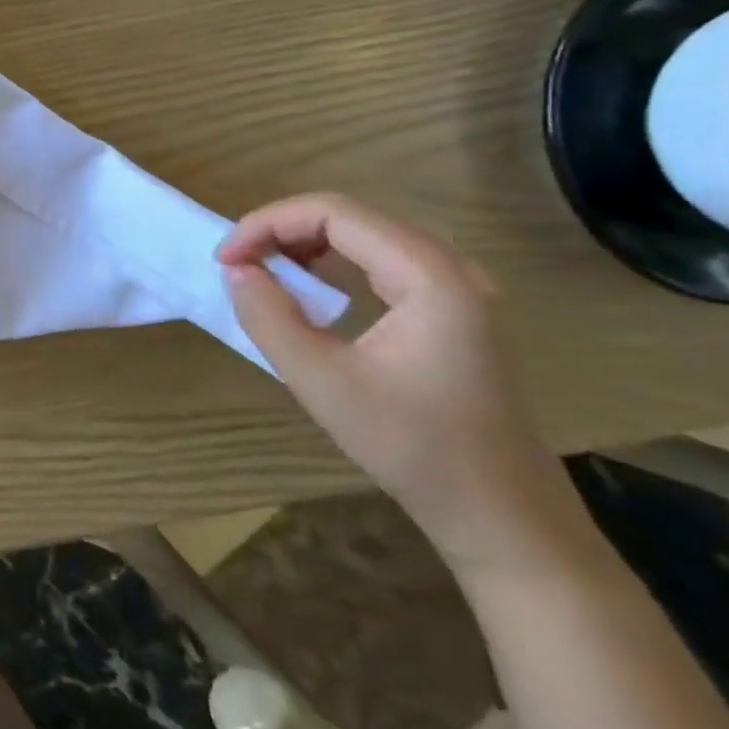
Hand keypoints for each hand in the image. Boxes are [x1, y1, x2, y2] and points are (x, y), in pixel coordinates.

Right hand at [218, 193, 571, 568]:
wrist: (503, 516)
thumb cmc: (414, 447)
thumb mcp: (321, 381)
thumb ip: (269, 316)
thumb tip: (234, 269)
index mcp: (431, 278)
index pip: (333, 213)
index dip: (267, 224)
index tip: (225, 259)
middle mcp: (452, 269)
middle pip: (349, 216)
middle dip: (281, 229)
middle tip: (237, 263)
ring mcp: (458, 289)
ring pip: (364, 234)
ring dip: (304, 242)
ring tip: (262, 272)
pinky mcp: (453, 310)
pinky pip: (381, 259)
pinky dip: (332, 261)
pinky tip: (309, 290)